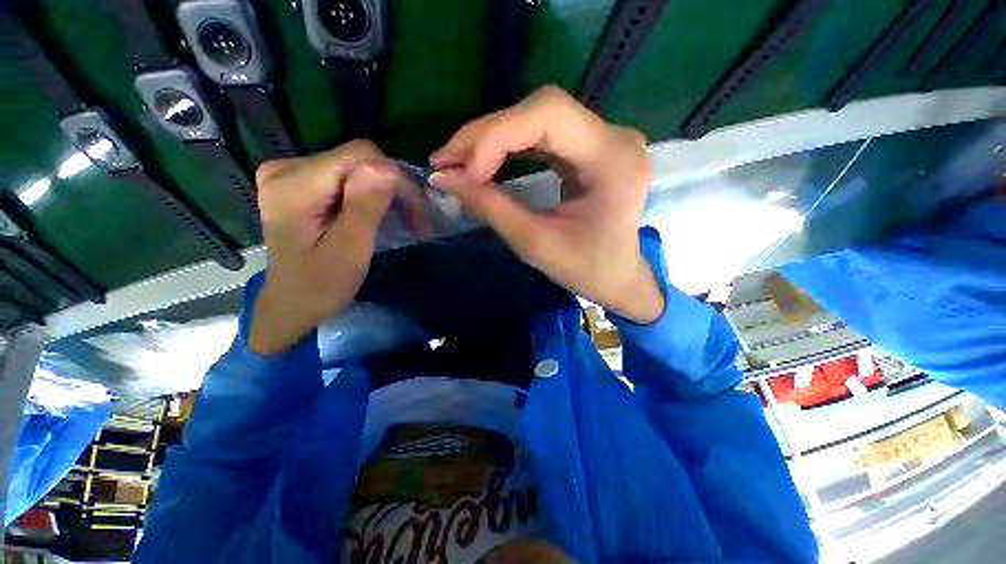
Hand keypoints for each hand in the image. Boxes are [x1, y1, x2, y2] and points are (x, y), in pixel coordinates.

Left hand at [249, 140, 401, 354]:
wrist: (293, 301)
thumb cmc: (321, 284)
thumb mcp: (349, 250)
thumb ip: (364, 207)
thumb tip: (387, 167)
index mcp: (293, 184)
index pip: (358, 156)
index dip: (394, 177)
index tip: (417, 209)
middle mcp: (286, 168)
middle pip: (356, 159)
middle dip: (392, 186)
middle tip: (416, 219)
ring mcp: (289, 173)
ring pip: (354, 167)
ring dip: (384, 192)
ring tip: (405, 218)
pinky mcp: (299, 183)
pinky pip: (345, 176)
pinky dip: (369, 194)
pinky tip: (381, 213)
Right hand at [428, 86, 664, 322]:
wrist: (617, 277)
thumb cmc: (585, 270)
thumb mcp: (535, 244)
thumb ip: (490, 207)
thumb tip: (442, 178)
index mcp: (612, 160)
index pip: (548, 116)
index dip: (498, 136)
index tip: (464, 173)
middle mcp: (614, 138)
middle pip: (541, 110)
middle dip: (487, 134)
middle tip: (446, 160)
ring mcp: (604, 139)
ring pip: (537, 117)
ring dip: (492, 138)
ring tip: (457, 160)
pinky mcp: (590, 147)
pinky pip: (542, 134)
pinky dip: (508, 145)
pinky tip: (484, 159)